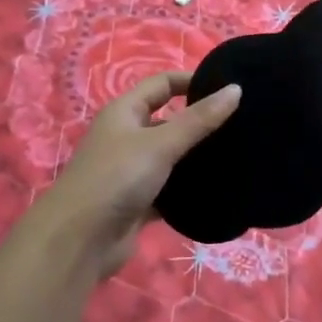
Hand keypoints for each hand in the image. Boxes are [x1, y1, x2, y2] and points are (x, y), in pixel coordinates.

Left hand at [27, 72, 241, 282]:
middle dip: (200, 122)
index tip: (229, 88)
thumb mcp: (160, 143)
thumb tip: (235, 89)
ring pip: (171, 158)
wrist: (79, 240)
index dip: (192, 81)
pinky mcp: (137, 203)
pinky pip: (169, 190)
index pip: (162, 84)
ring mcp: (130, 171)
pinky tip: (219, 191)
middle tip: (242, 125)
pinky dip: (188, 190)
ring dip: (196, 158)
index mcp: (124, 112)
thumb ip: (199, 119)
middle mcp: (126, 137)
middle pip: (168, 121)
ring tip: (238, 156)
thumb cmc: (117, 178)